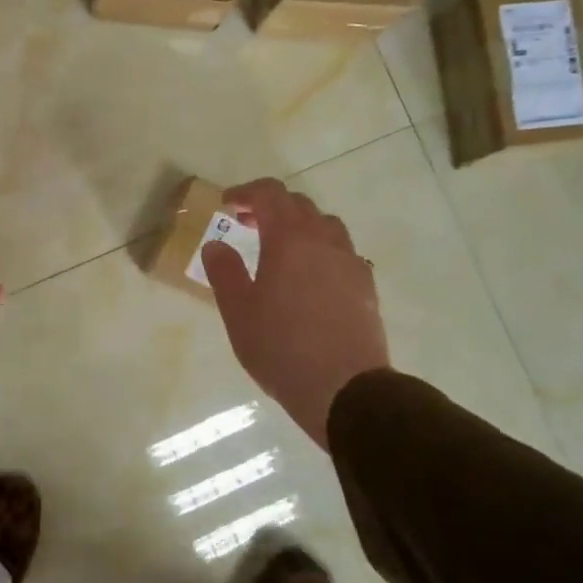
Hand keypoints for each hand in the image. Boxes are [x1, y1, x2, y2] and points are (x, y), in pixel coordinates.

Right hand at [200, 178, 389, 449]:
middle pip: (299, 204)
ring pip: (325, 225)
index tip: (226, 205)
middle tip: (247, 225)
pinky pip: (342, 252)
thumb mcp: (239, 313)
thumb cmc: (282, 349)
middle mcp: (324, 241)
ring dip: (299, 226)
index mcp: (289, 240)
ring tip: (281, 250)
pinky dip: (321, 250)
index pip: (270, 194)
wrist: (345, 389)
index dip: (245, 192)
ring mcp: (350, 262)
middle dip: (270, 207)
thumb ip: (224, 272)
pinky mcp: (366, 286)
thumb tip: (215, 245)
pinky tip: (311, 278)